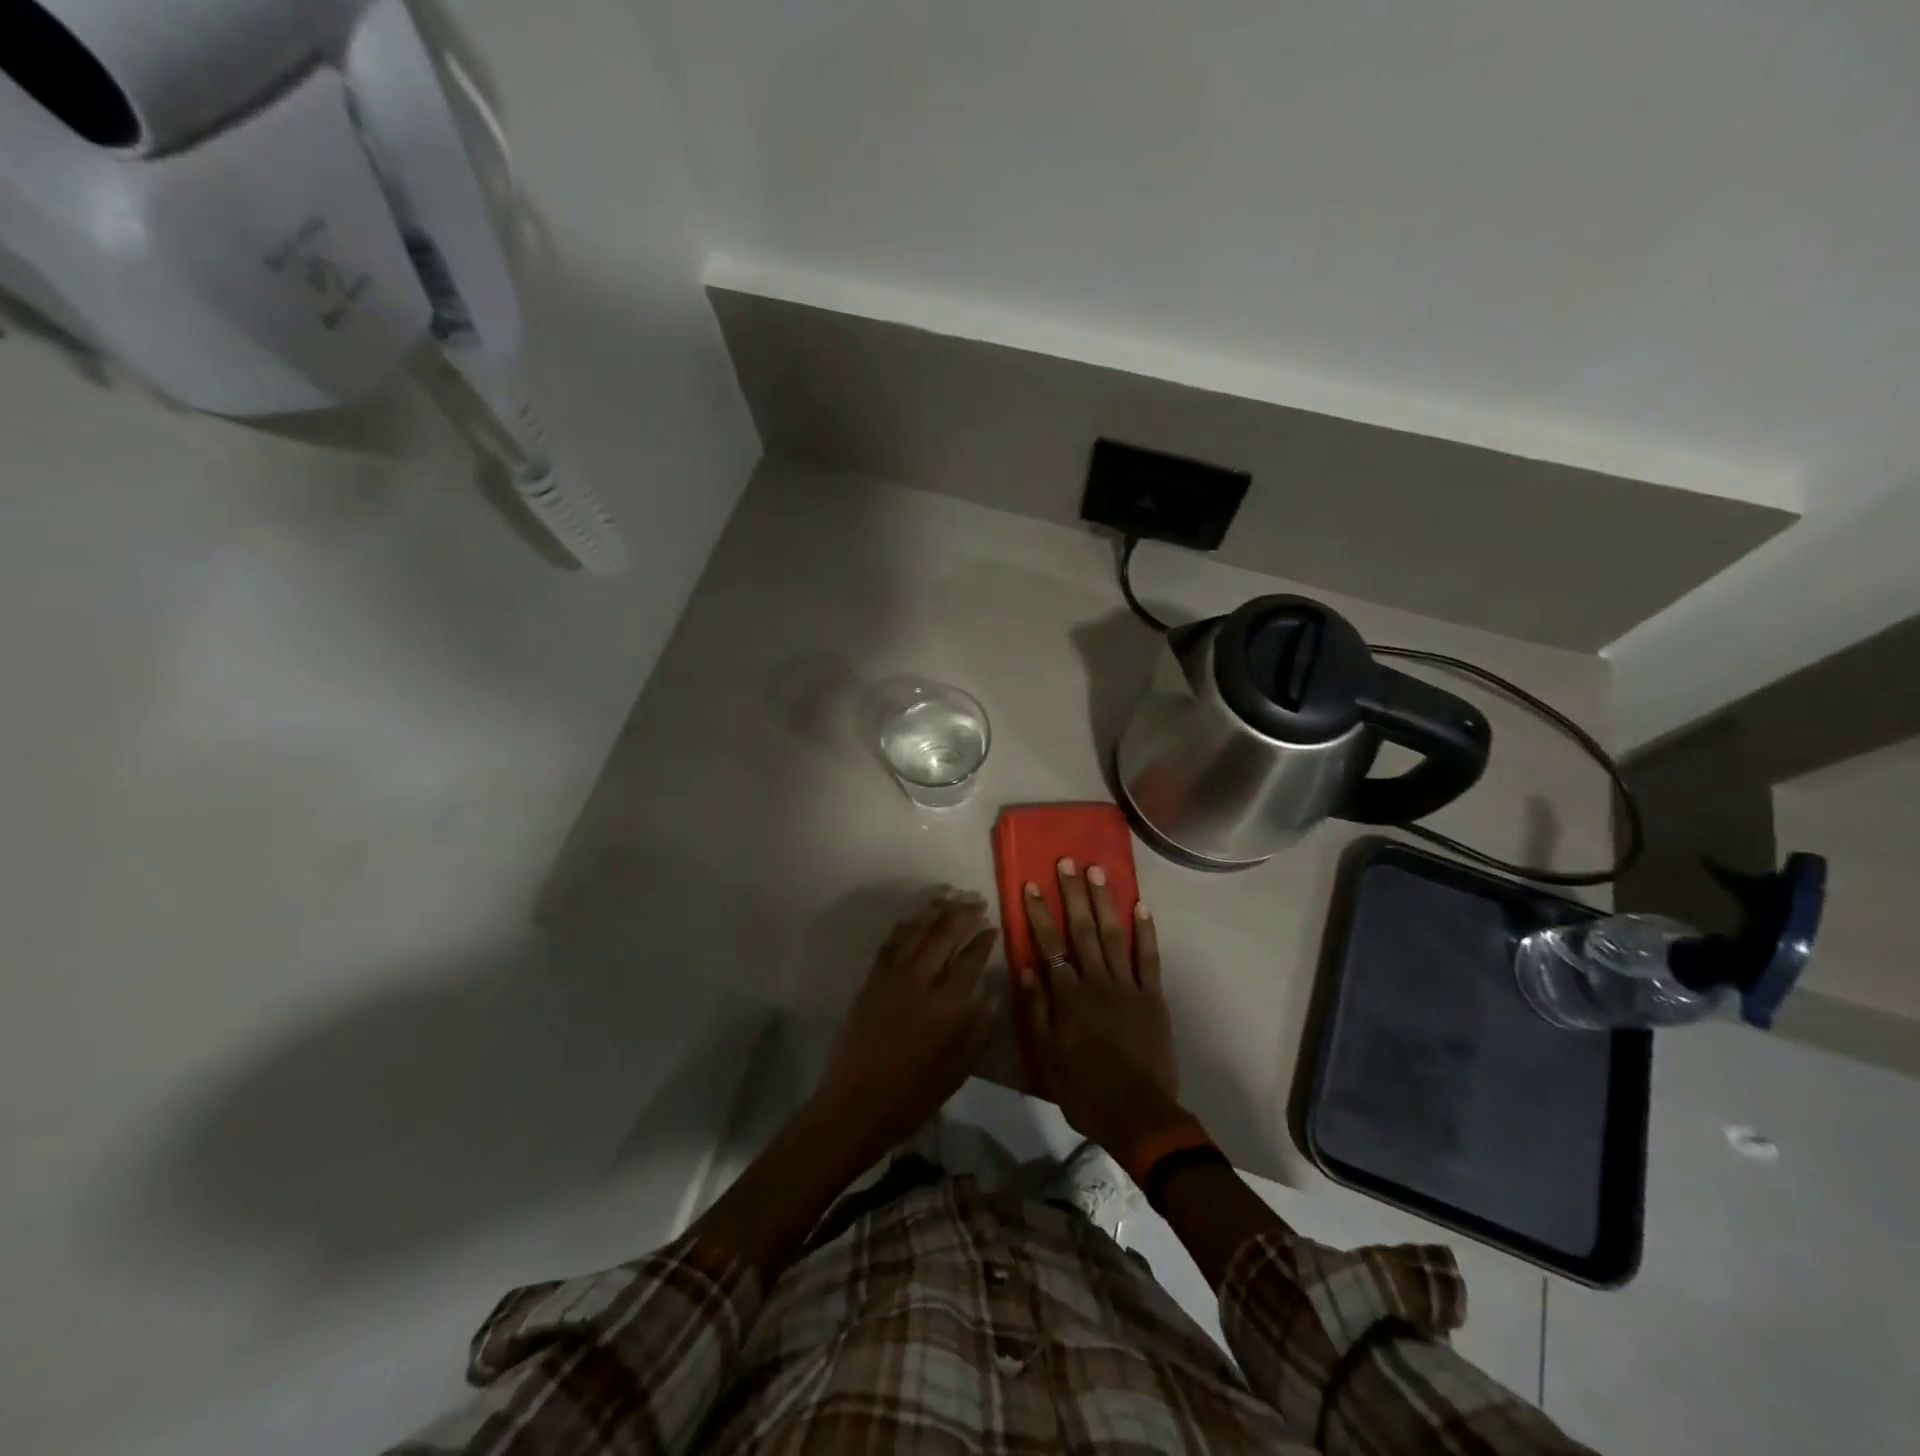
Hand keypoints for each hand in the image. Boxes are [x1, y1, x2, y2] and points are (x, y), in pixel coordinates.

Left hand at [815, 891, 998, 1159]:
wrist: (856, 1105)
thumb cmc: (914, 1095)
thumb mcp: (959, 1070)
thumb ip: (980, 1028)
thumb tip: (991, 993)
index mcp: (947, 1006)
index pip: (971, 959)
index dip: (984, 939)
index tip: (993, 926)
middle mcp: (920, 981)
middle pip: (944, 934)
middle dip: (963, 913)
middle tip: (977, 901)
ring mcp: (891, 977)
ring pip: (916, 931)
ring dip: (935, 910)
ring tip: (950, 896)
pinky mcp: (871, 980)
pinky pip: (891, 943)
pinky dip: (906, 925)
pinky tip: (915, 918)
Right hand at [1018, 859, 1184, 1156]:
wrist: (1138, 1115)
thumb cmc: (1084, 1089)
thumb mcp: (1046, 1056)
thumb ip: (1036, 1009)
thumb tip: (1027, 967)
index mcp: (1069, 996)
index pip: (1049, 945)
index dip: (1039, 913)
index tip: (1031, 884)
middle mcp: (1097, 982)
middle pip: (1082, 930)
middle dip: (1072, 894)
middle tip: (1067, 862)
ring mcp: (1128, 986)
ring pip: (1113, 935)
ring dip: (1104, 901)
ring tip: (1097, 871)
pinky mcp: (1153, 997)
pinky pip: (1149, 958)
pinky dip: (1145, 931)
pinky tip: (1140, 906)